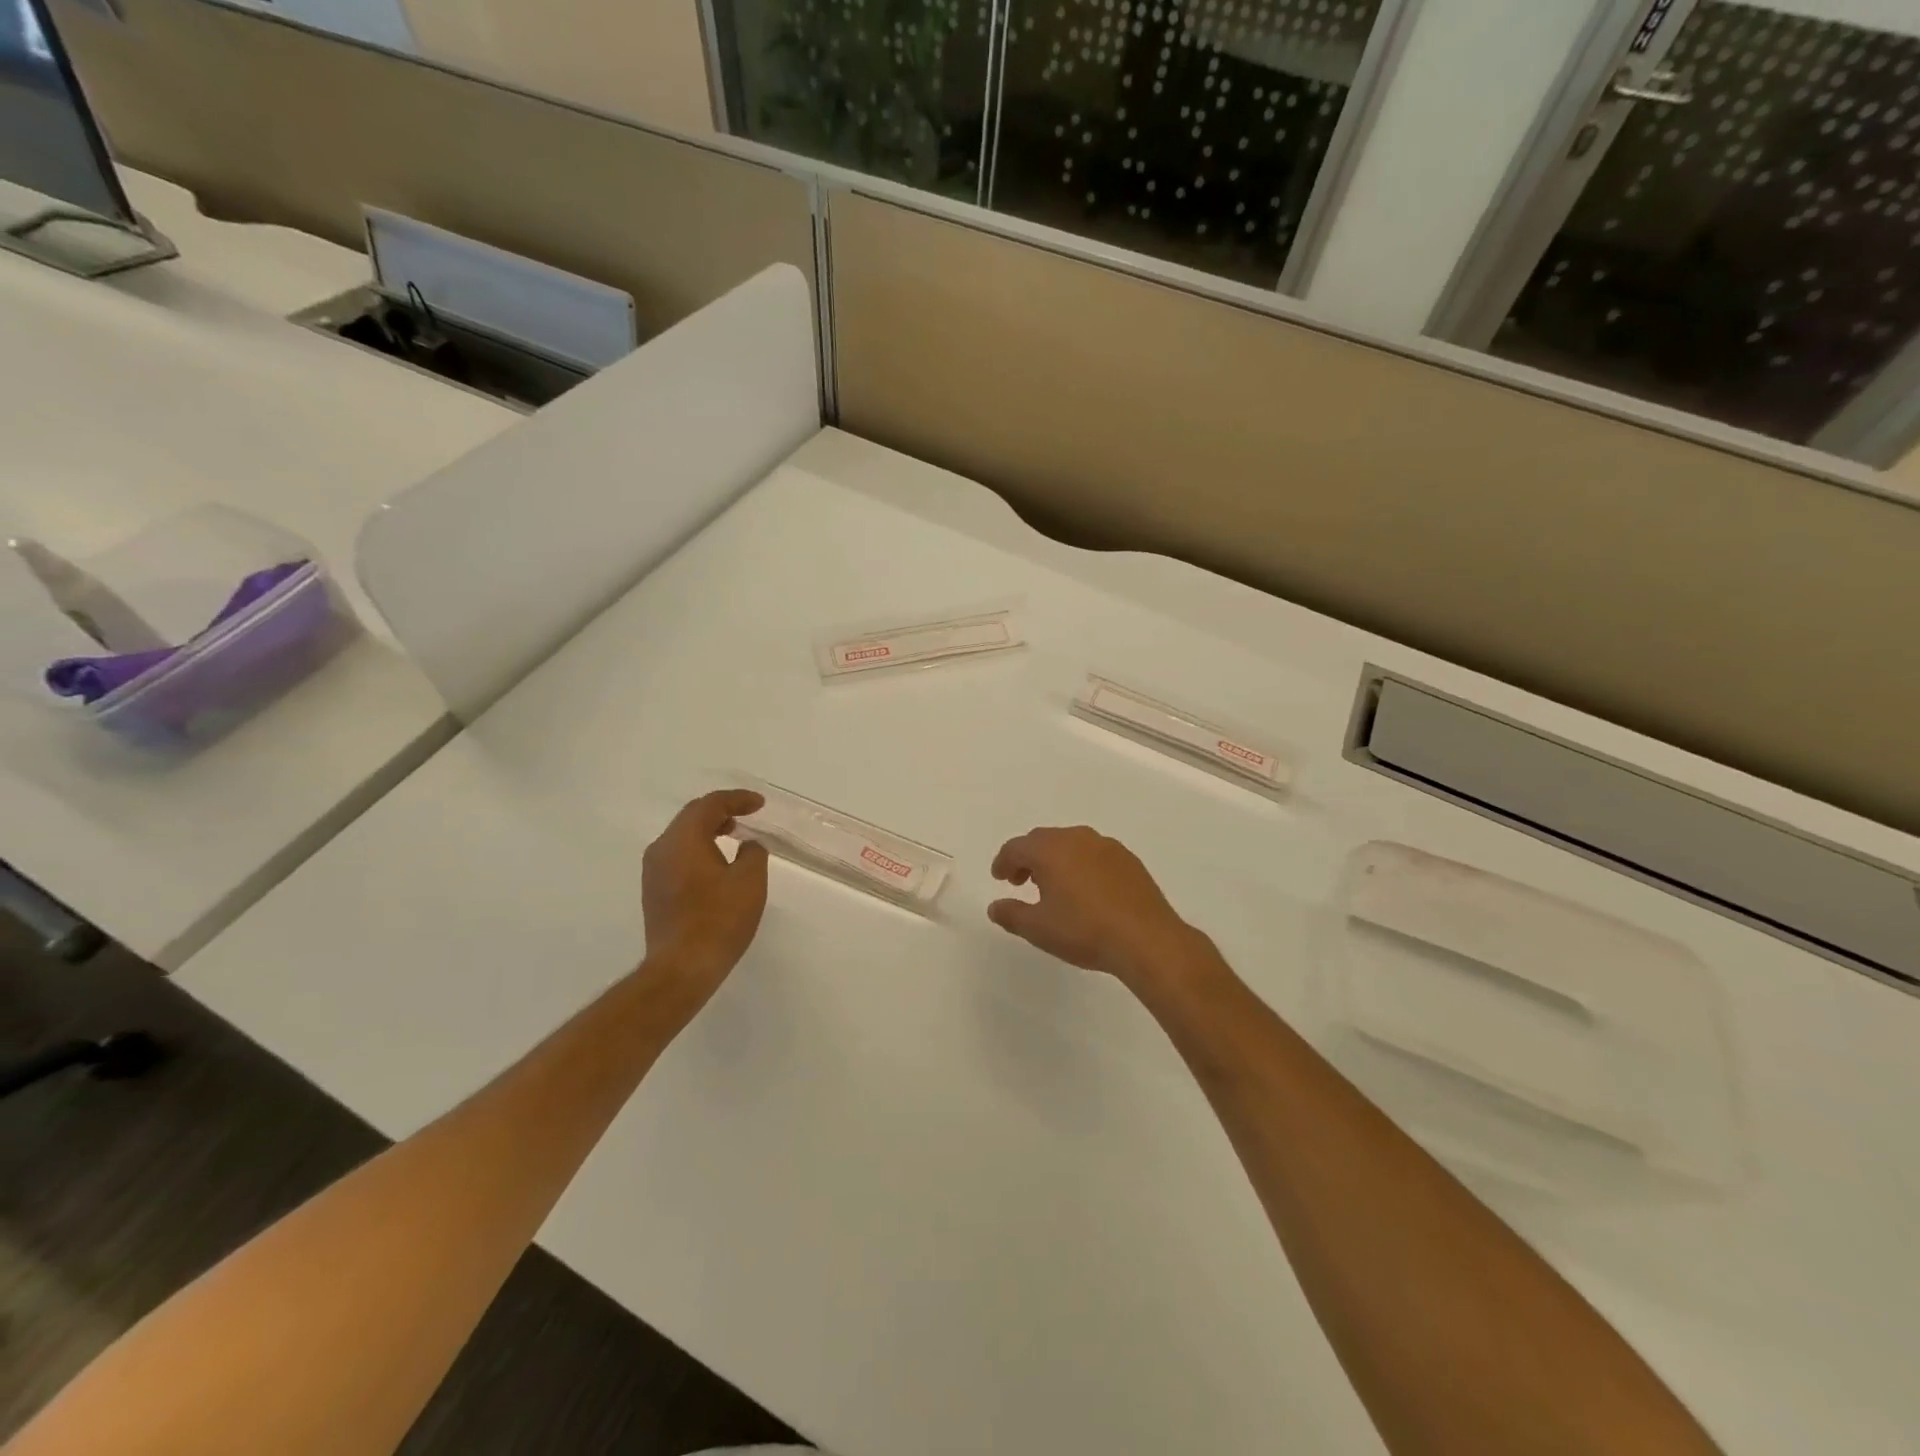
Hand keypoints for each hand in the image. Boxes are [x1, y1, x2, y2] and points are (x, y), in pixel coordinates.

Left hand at [641, 790, 769, 1004]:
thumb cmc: (719, 920)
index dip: (737, 799)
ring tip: (735, 835)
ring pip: (682, 837)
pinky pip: (677, 856)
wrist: (682, 968)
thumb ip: (753, 853)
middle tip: (747, 815)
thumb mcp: (750, 880)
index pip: (710, 805)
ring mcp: (653, 871)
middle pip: (691, 817)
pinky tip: (717, 863)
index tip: (759, 804)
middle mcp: (661, 848)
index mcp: (683, 839)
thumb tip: (748, 844)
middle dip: (721, 811)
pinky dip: (698, 849)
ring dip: (708, 831)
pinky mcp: (654, 891)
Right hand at [988, 825, 1207, 991]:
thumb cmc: (1084, 931)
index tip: (1000, 878)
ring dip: (1056, 859)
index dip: (1004, 861)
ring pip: (1071, 844)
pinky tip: (1086, 890)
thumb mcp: (1038, 929)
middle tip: (1021, 881)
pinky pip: (1094, 854)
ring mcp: (1106, 846)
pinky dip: (1081, 864)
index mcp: (1050, 850)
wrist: (1146, 939)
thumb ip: (1011, 914)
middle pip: (1043, 840)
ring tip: (1053, 887)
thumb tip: (995, 907)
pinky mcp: (1128, 860)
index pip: (1017, 847)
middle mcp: (1077, 838)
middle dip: (1028, 858)